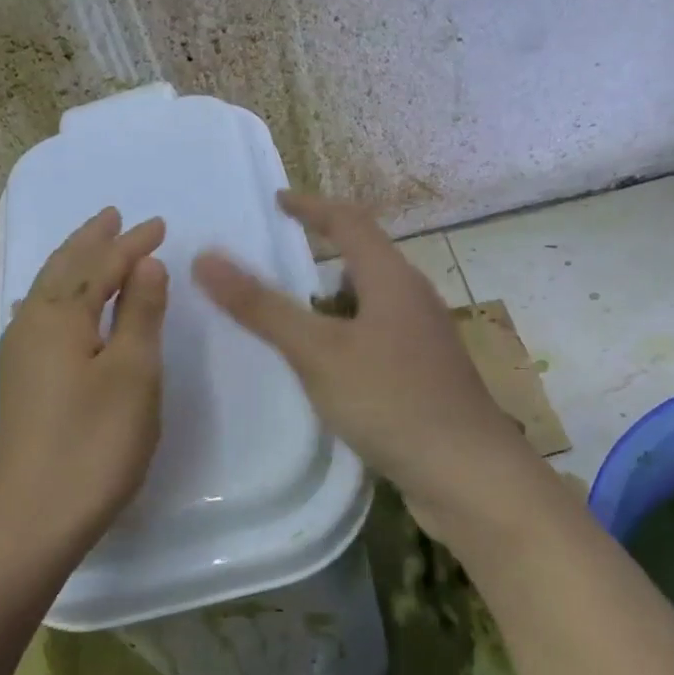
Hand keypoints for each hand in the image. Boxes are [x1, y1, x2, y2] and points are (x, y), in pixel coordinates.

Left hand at [0, 207, 168, 571]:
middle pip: (63, 268)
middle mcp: (31, 325)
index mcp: (59, 316)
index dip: (132, 244)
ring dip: (73, 265)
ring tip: (91, 248)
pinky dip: (58, 296)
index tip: (160, 225)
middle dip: (91, 241)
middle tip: (113, 216)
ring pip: (47, 292)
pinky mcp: (19, 383)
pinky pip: (40, 317)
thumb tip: (144, 265)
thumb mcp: (132, 374)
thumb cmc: (93, 443)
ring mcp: (19, 356)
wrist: (32, 518)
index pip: (101, 265)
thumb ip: (140, 314)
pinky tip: (55, 306)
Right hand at [193, 192, 536, 549]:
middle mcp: (413, 300)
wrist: (466, 473)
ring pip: (370, 303)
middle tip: (276, 262)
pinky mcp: (424, 375)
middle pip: (364, 260)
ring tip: (290, 317)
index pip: (349, 221)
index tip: (277, 201)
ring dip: (331, 301)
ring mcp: (423, 340)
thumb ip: (262, 307)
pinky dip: (344, 337)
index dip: (311, 206)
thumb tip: (206, 257)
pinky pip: (375, 338)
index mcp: (392, 279)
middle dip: (320, 254)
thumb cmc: (391, 401)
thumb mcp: (318, 352)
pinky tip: (325, 368)